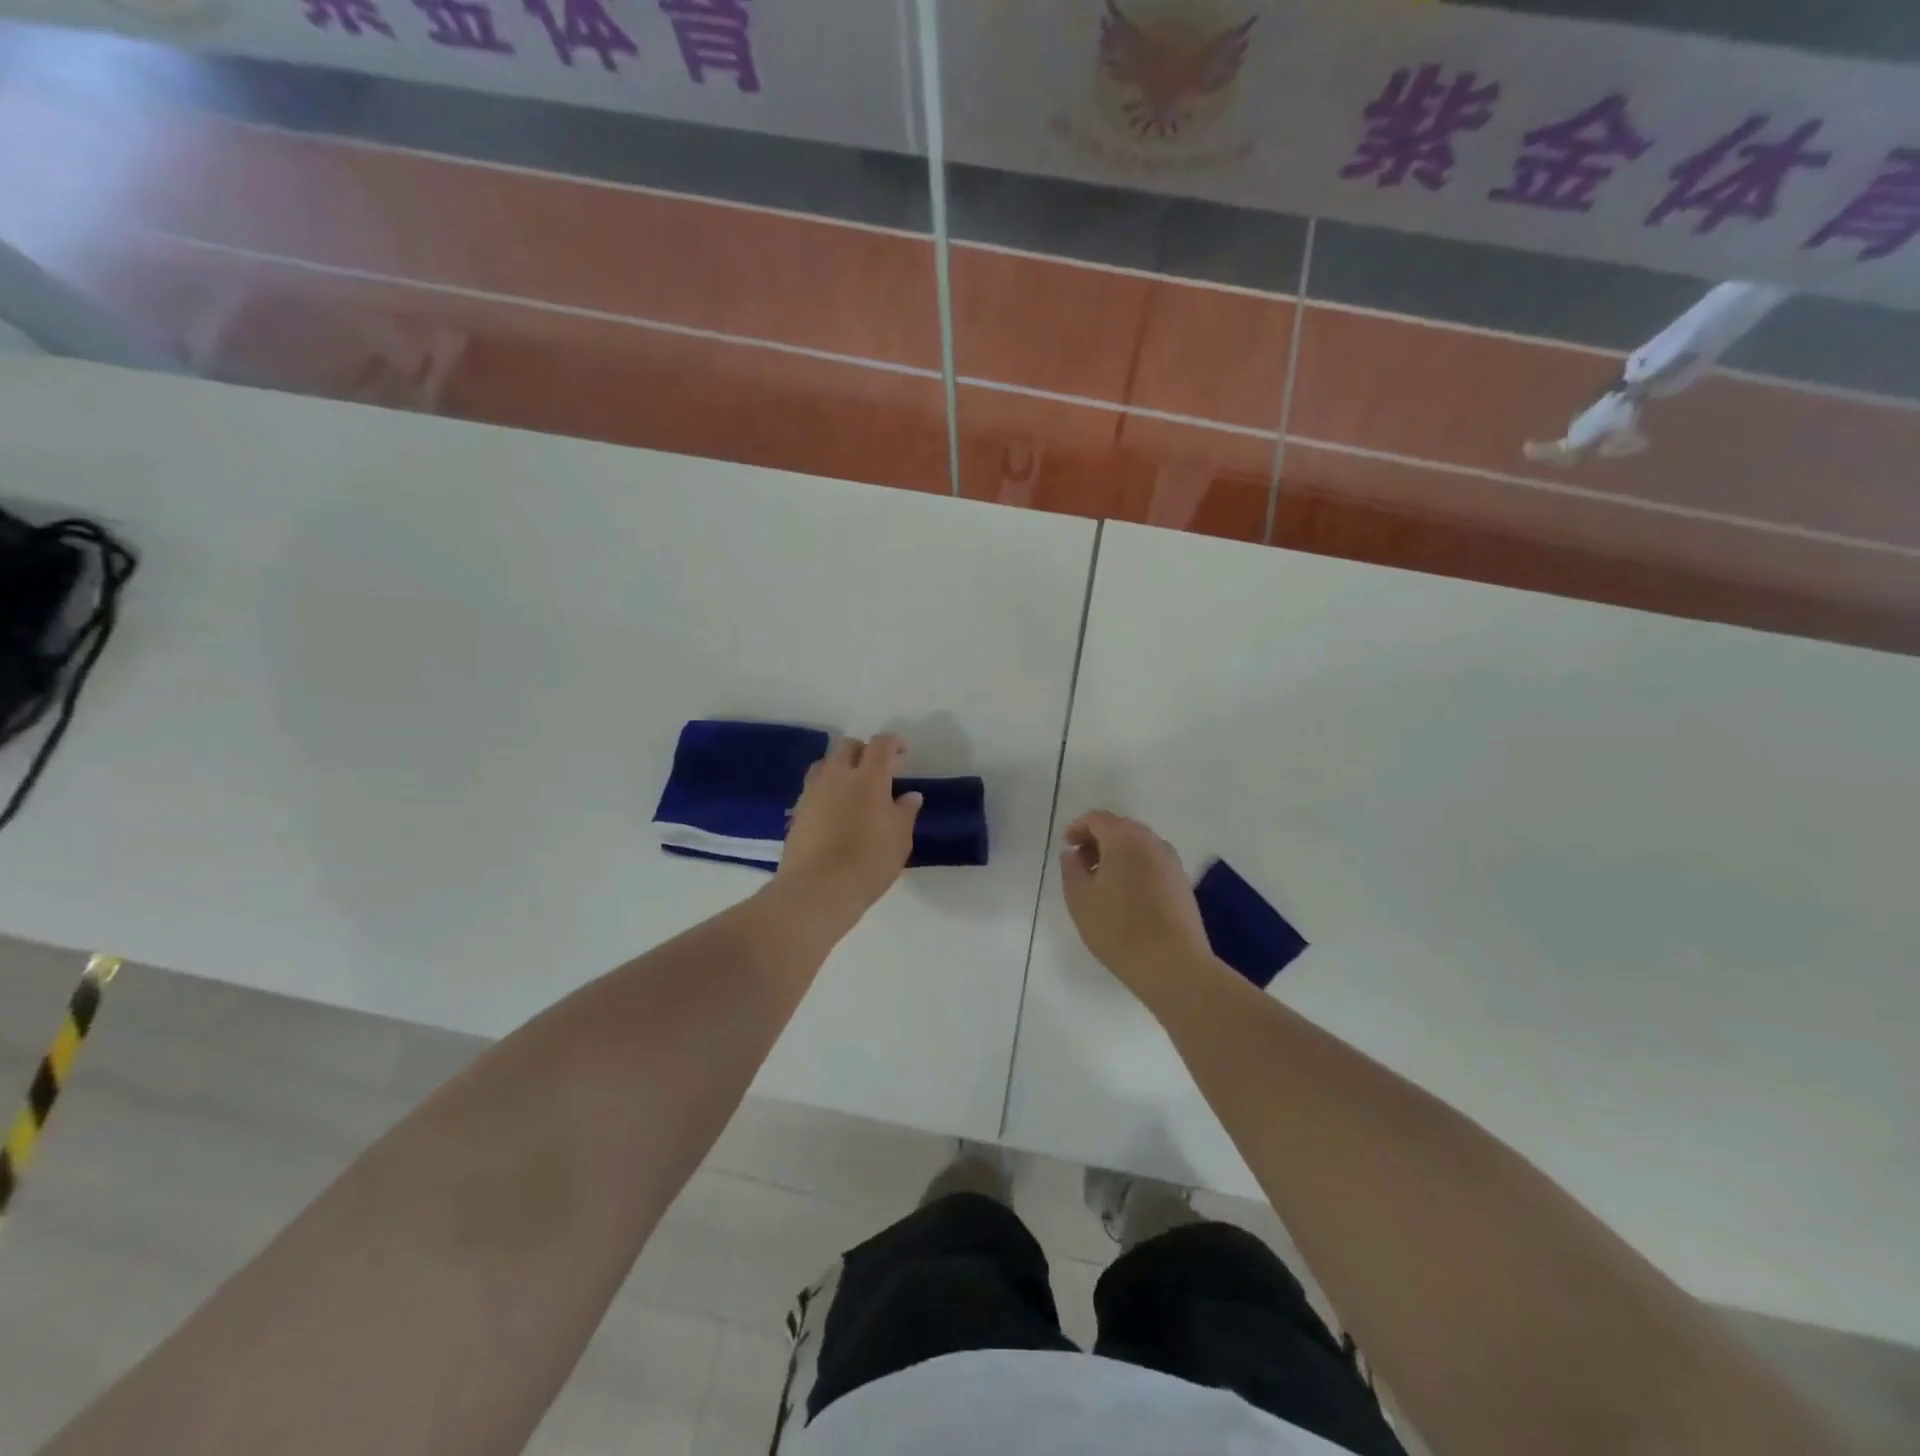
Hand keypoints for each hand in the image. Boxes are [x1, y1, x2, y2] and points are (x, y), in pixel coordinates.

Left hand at [776, 735, 921, 924]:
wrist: (817, 889)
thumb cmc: (868, 862)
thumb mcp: (900, 839)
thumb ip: (905, 812)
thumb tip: (910, 795)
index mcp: (869, 777)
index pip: (880, 745)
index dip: (893, 743)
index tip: (902, 753)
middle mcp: (837, 776)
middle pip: (848, 747)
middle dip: (864, 751)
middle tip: (878, 770)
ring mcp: (813, 792)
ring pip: (826, 764)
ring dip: (841, 767)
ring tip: (853, 787)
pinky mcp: (797, 812)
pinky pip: (813, 787)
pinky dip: (826, 789)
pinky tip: (834, 810)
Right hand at [1059, 811, 1214, 1000]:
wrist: (1174, 965)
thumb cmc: (1118, 928)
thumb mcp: (1080, 899)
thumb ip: (1071, 869)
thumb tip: (1072, 854)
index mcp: (1124, 838)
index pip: (1097, 818)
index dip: (1077, 828)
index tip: (1066, 847)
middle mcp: (1152, 842)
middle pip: (1120, 828)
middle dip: (1098, 841)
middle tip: (1080, 864)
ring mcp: (1172, 862)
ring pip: (1138, 846)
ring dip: (1117, 855)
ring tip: (1101, 883)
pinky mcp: (1182, 883)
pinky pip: (1152, 863)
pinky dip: (1135, 868)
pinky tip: (1125, 896)